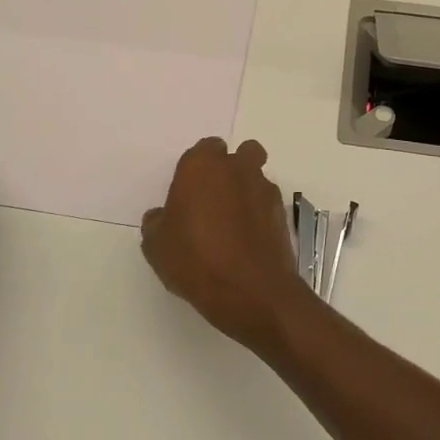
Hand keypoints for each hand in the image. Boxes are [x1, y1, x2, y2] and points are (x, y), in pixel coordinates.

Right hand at [141, 137, 315, 353]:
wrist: (250, 290)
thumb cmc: (195, 259)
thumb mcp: (157, 246)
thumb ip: (157, 222)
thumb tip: (162, 216)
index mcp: (202, 165)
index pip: (204, 149)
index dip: (198, 169)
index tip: (189, 193)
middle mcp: (237, 168)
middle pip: (240, 154)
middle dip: (231, 169)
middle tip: (215, 200)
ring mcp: (264, 188)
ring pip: (257, 176)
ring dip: (247, 190)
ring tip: (234, 224)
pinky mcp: (282, 212)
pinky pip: (268, 203)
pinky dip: (260, 213)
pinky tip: (248, 240)